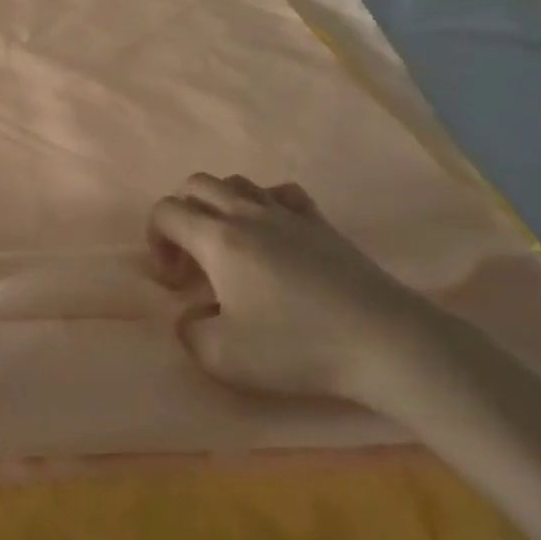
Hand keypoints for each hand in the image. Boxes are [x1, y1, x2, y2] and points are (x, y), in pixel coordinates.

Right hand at [148, 174, 439, 402]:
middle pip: (197, 184)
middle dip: (182, 214)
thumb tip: (191, 316)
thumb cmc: (296, 347)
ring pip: (238, 182)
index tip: (174, 281)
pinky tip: (273, 234)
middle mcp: (247, 213)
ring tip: (229, 246)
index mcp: (218, 238)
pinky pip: (281, 193)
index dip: (156, 240)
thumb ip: (189, 333)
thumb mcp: (223, 357)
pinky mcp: (321, 223)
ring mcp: (288, 213)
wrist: (384, 342)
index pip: (166, 211)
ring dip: (219, 205)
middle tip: (192, 259)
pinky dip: (264, 203)